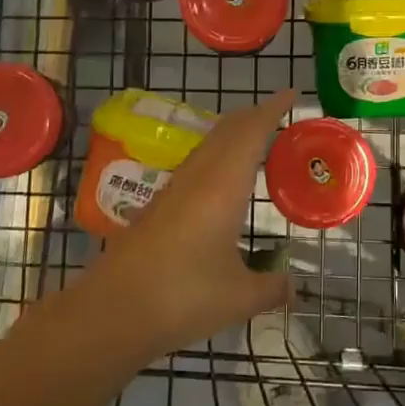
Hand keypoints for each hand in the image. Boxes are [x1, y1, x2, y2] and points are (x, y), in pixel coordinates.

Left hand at [93, 89, 295, 355]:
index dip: (272, 109)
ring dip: (232, 135)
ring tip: (254, 140)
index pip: (251, 133)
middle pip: (227, 131)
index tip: (290, 94)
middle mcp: (198, 178)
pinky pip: (196, 166)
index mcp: (223, 186)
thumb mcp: (239, 297)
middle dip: (252, 116)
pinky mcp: (158, 208)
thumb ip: (271, 288)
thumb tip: (293, 288)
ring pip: (207, 146)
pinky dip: (217, 157)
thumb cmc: (182, 297)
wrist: (111, 312)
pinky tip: (220, 181)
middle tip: (277, 113)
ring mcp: (173, 190)